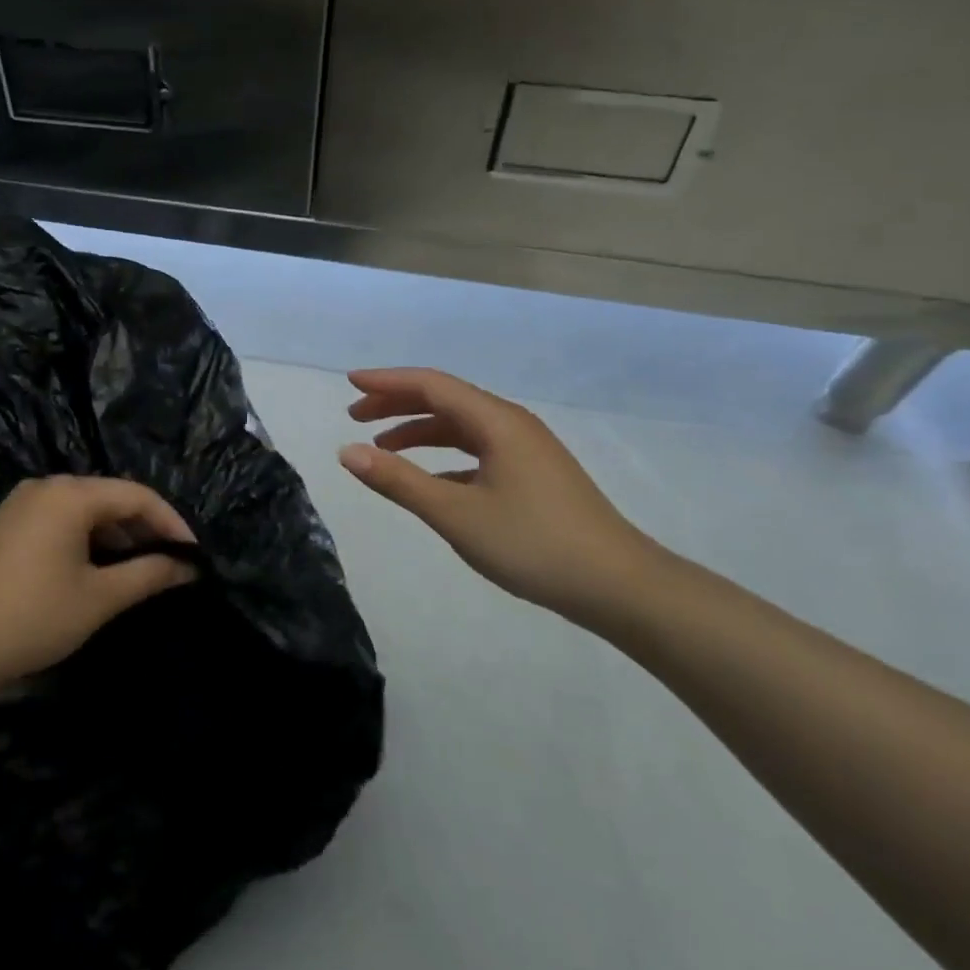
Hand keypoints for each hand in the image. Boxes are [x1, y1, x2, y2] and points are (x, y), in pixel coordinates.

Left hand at [0, 476, 198, 703]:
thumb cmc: (30, 618)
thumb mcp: (97, 599)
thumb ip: (148, 575)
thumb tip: (188, 567)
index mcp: (70, 494)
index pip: (136, 495)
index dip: (171, 523)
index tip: (194, 556)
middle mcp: (46, 486)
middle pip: (110, 498)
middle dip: (143, 530)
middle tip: (171, 565)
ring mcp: (22, 503)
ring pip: (84, 510)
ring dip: (115, 537)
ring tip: (139, 571)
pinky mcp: (7, 524)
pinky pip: (60, 521)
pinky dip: (86, 540)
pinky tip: (97, 569)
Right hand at [338, 368, 663, 621]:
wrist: (621, 587)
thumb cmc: (535, 545)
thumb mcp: (456, 515)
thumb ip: (399, 481)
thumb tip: (348, 452)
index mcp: (496, 421)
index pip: (431, 384)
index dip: (387, 381)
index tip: (349, 383)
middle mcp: (511, 423)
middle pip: (445, 399)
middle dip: (397, 403)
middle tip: (355, 416)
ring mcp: (526, 448)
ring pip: (461, 425)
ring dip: (419, 430)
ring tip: (382, 448)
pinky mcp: (533, 473)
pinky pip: (477, 449)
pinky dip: (443, 455)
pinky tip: (428, 480)